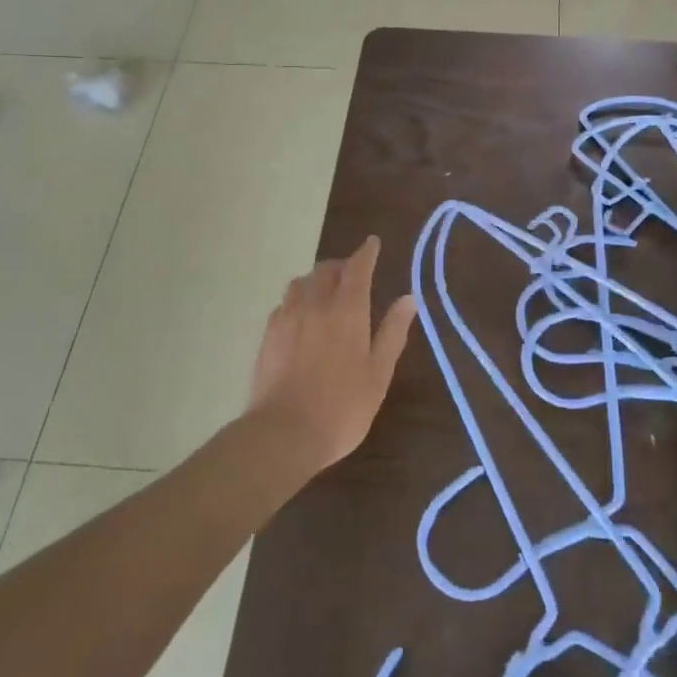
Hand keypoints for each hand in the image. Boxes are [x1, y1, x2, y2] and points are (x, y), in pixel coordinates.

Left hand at [247, 236, 417, 471]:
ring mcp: (286, 318)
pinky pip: (284, 304)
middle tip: (354, 272)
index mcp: (347, 311)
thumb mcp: (378, 373)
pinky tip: (301, 317)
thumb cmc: (342, 407)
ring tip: (326, 291)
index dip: (366, 253)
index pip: (357, 268)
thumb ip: (392, 332)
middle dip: (342, 265)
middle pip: (326, 270)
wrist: (283, 433)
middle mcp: (315, 304)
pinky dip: (297, 300)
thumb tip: (408, 298)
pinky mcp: (268, 336)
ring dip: (316, 279)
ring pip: (301, 283)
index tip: (373, 243)